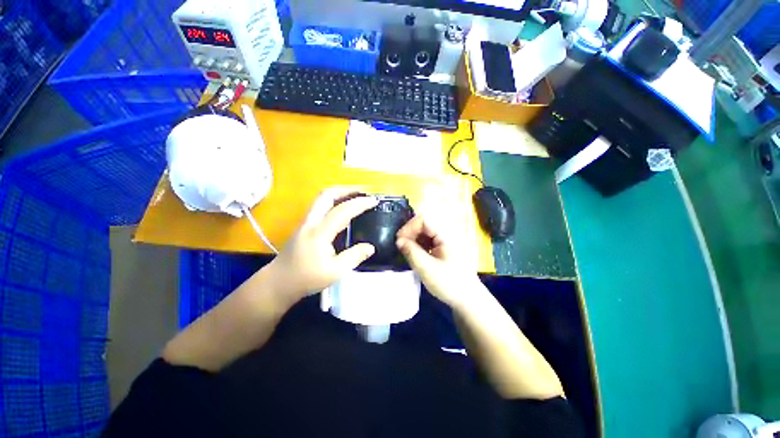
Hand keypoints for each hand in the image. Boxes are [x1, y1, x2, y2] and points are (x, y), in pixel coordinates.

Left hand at [267, 188, 378, 300]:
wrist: (278, 283)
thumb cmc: (306, 279)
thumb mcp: (335, 272)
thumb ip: (354, 257)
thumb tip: (370, 247)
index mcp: (320, 232)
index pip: (342, 210)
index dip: (360, 203)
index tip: (374, 201)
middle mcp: (311, 222)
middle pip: (327, 195)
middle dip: (346, 190)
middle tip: (362, 194)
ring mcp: (305, 222)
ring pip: (322, 199)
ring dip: (339, 195)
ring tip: (354, 199)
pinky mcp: (303, 226)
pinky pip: (320, 207)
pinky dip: (333, 203)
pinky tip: (342, 212)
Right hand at [396, 215, 482, 307]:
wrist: (468, 297)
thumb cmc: (449, 283)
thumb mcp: (427, 269)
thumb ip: (411, 252)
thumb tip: (398, 240)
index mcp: (447, 234)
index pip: (424, 219)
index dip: (409, 227)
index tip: (400, 241)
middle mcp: (449, 231)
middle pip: (425, 223)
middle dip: (411, 233)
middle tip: (402, 246)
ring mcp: (448, 238)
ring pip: (426, 230)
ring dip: (415, 238)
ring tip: (408, 251)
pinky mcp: (447, 244)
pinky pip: (430, 237)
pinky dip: (421, 243)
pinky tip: (417, 253)